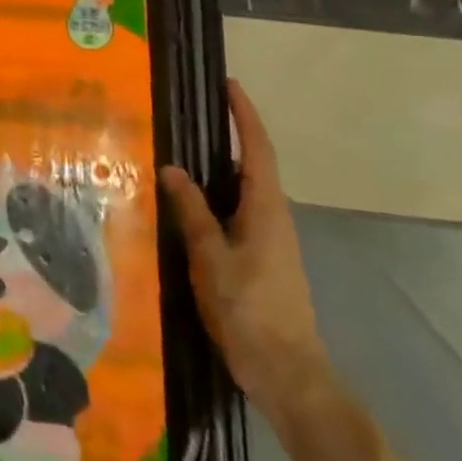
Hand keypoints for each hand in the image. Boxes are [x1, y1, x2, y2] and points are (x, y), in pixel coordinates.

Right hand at [160, 80, 330, 421]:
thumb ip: (192, 212)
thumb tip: (172, 168)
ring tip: (184, 149)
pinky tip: (191, 204)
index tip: (228, 84)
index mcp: (266, 210)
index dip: (245, 115)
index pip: (258, 149)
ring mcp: (271, 240)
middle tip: (195, 112)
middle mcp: (274, 217)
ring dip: (222, 164)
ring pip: (245, 189)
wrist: (289, 376)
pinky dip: (218, 194)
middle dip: (232, 133)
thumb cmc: (250, 312)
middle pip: (254, 164)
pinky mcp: (263, 258)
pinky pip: (239, 211)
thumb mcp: (212, 259)